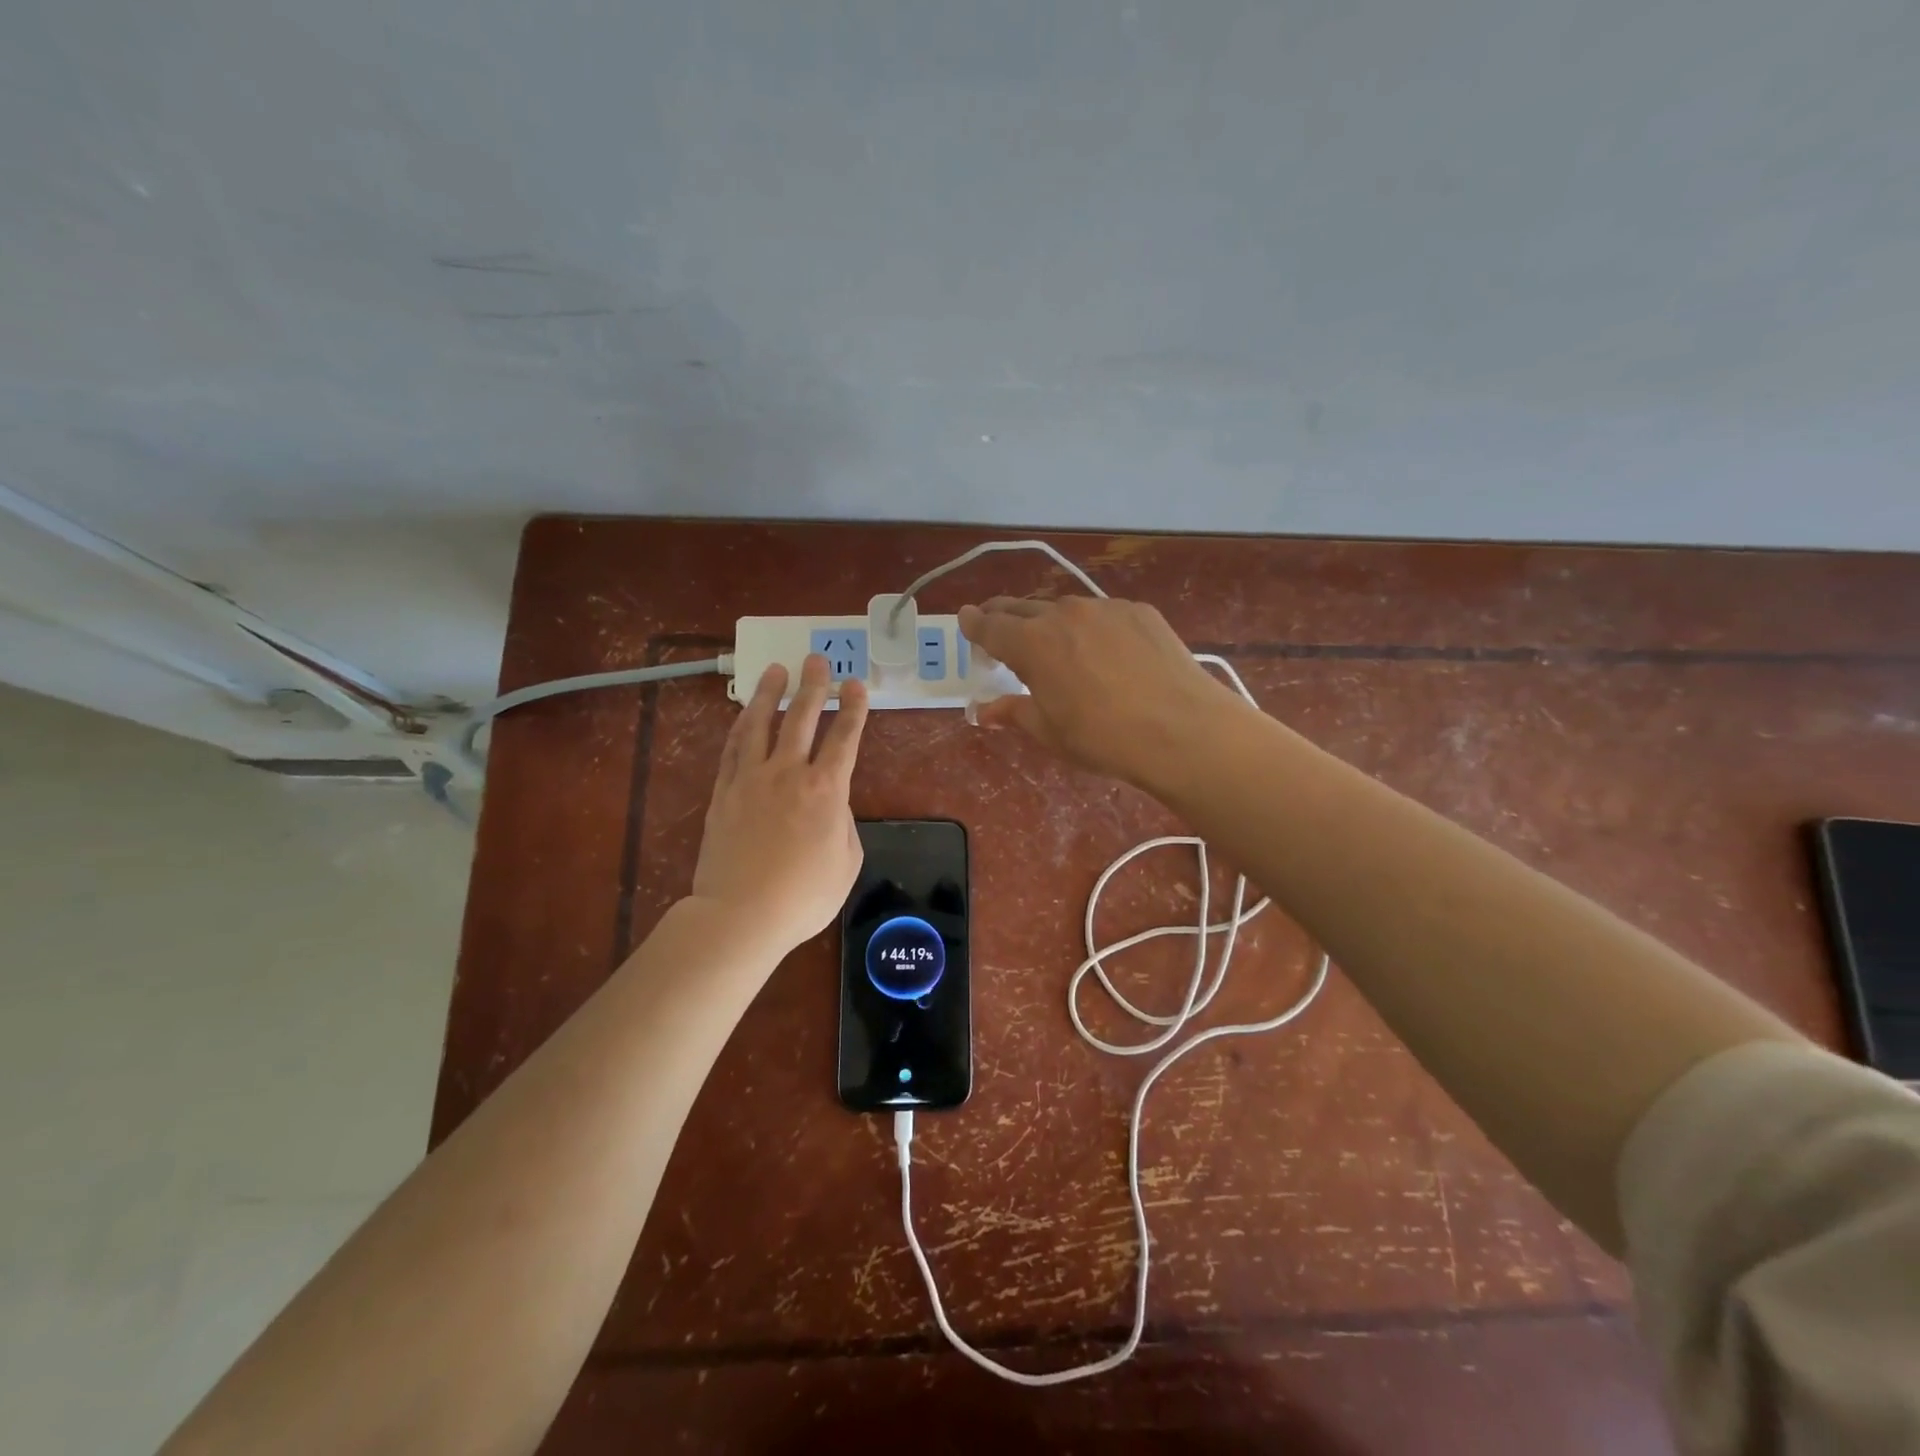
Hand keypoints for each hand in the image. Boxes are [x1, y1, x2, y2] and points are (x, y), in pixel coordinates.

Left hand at [691, 655, 869, 955]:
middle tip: (816, 660)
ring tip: (776, 670)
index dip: (853, 709)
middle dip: (813, 686)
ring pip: (761, 723)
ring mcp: (751, 779)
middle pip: (802, 718)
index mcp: (826, 790)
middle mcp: (789, 773)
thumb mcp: (847, 864)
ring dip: (770, 693)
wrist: (741, 915)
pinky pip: (733, 749)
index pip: (845, 738)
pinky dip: (741, 726)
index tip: (856, 685)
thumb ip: (845, 826)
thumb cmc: (804, 896)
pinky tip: (745, 713)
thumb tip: (833, 805)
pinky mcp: (723, 792)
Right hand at [957, 596, 1243, 788]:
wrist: (1181, 729)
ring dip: (1049, 622)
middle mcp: (1063, 614)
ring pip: (1064, 608)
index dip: (973, 624)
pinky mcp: (1139, 611)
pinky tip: (1106, 652)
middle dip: (1003, 617)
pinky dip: (1092, 627)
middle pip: (1021, 608)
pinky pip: (1102, 614)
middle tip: (997, 630)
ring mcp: (1104, 608)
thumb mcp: (1049, 731)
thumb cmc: (1103, 738)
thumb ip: (1013, 711)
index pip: (989, 626)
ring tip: (1056, 645)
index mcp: (1032, 643)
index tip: (966, 620)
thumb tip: (983, 710)